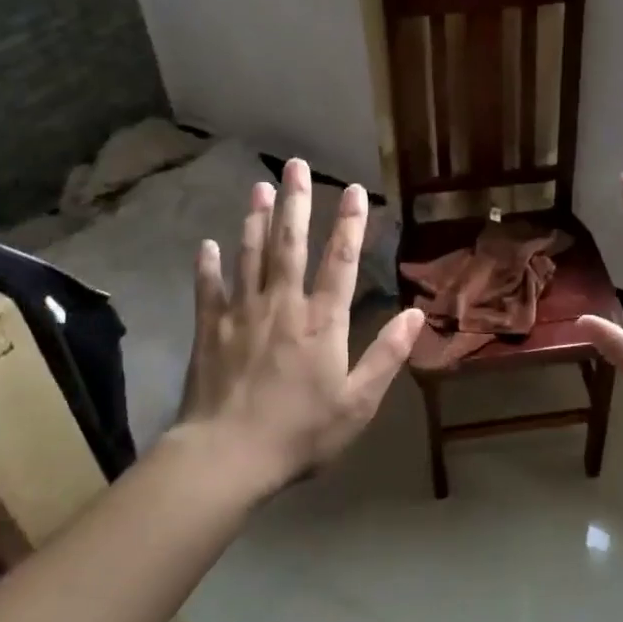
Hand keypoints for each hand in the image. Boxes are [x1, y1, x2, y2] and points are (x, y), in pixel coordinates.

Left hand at [176, 158, 423, 494]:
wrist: (228, 456)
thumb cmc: (300, 432)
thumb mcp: (358, 402)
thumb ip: (387, 356)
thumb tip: (415, 314)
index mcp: (322, 322)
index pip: (341, 261)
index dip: (350, 224)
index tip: (355, 191)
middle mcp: (282, 306)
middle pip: (290, 244)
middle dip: (296, 202)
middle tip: (295, 165)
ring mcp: (241, 314)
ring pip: (250, 256)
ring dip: (255, 220)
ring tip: (259, 188)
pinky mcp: (208, 330)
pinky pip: (208, 289)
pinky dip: (208, 266)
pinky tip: (207, 244)